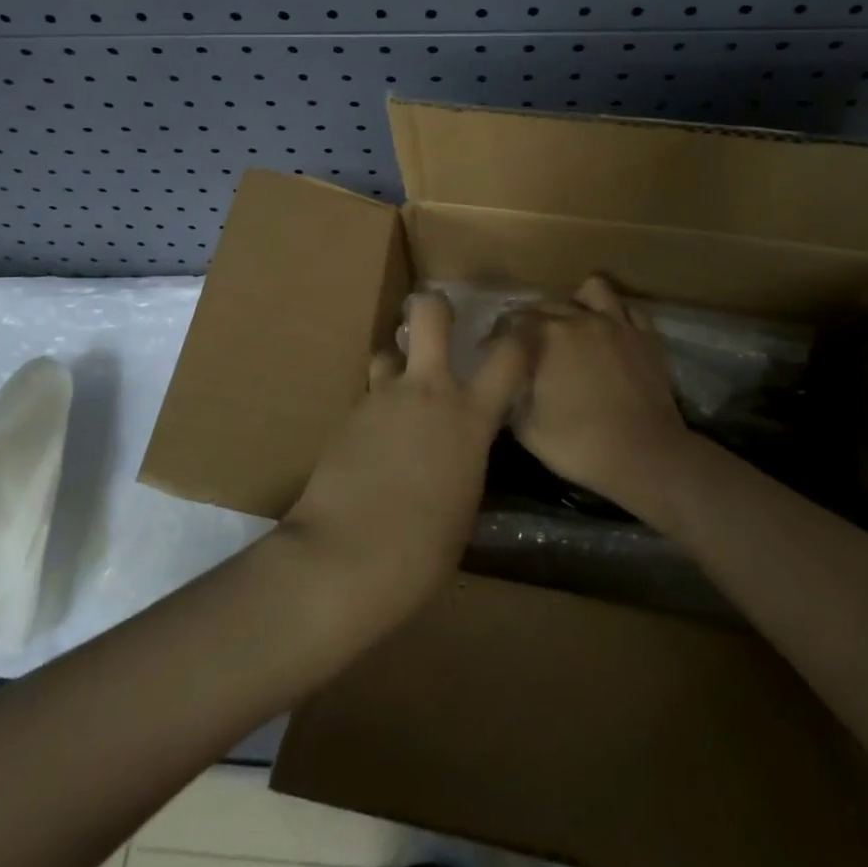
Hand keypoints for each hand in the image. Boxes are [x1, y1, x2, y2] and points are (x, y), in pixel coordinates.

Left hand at [279, 292, 528, 623]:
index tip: (523, 334)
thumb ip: (465, 457)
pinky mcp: (345, 416)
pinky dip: (377, 410)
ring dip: (397, 365)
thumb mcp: (464, 501)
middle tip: (440, 325)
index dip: (520, 339)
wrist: (344, 558)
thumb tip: (457, 448)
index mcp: (467, 417)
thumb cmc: (423, 550)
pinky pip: (368, 397)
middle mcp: (424, 392)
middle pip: (429, 314)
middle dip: (435, 308)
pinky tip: (374, 445)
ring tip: (400, 396)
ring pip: (388, 353)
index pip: (508, 357)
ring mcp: (379, 398)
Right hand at [509, 276, 689, 511]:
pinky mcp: (646, 336)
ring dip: (576, 301)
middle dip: (527, 319)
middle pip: (545, 305)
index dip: (494, 339)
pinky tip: (608, 332)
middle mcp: (579, 318)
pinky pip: (627, 310)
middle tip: (521, 341)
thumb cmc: (580, 445)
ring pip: (592, 291)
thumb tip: (508, 384)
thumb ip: (511, 397)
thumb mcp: (527, 430)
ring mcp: (616, 324)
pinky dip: (614, 316)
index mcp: (546, 337)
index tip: (485, 353)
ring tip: (571, 321)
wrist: (645, 456)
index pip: (510, 324)